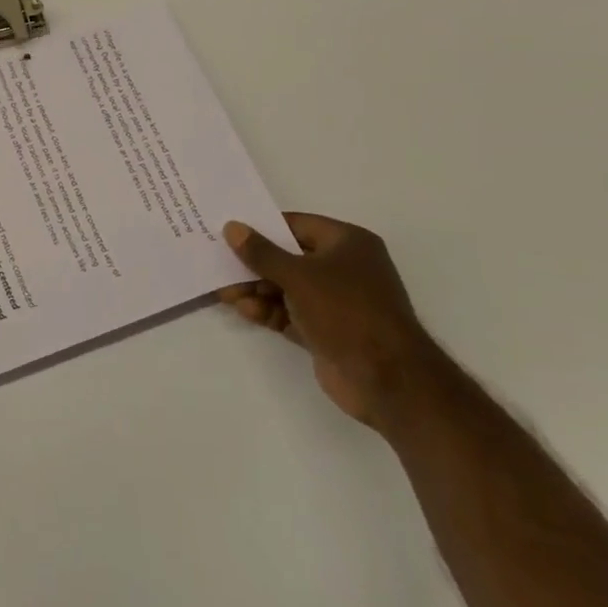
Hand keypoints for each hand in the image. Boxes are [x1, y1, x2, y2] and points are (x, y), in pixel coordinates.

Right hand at [219, 214, 442, 426]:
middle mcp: (344, 268)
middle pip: (288, 257)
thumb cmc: (346, 311)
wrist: (388, 380)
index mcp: (348, 243)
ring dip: (256, 289)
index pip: (296, 225)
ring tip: (224, 291)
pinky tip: (243, 309)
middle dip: (254, 264)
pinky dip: (268, 311)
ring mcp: (337, 302)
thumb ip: (261, 252)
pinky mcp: (327, 331)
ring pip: (286, 287)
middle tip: (219, 263)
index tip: (229, 230)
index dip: (262, 227)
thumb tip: (232, 227)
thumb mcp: (298, 275)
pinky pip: (290, 313)